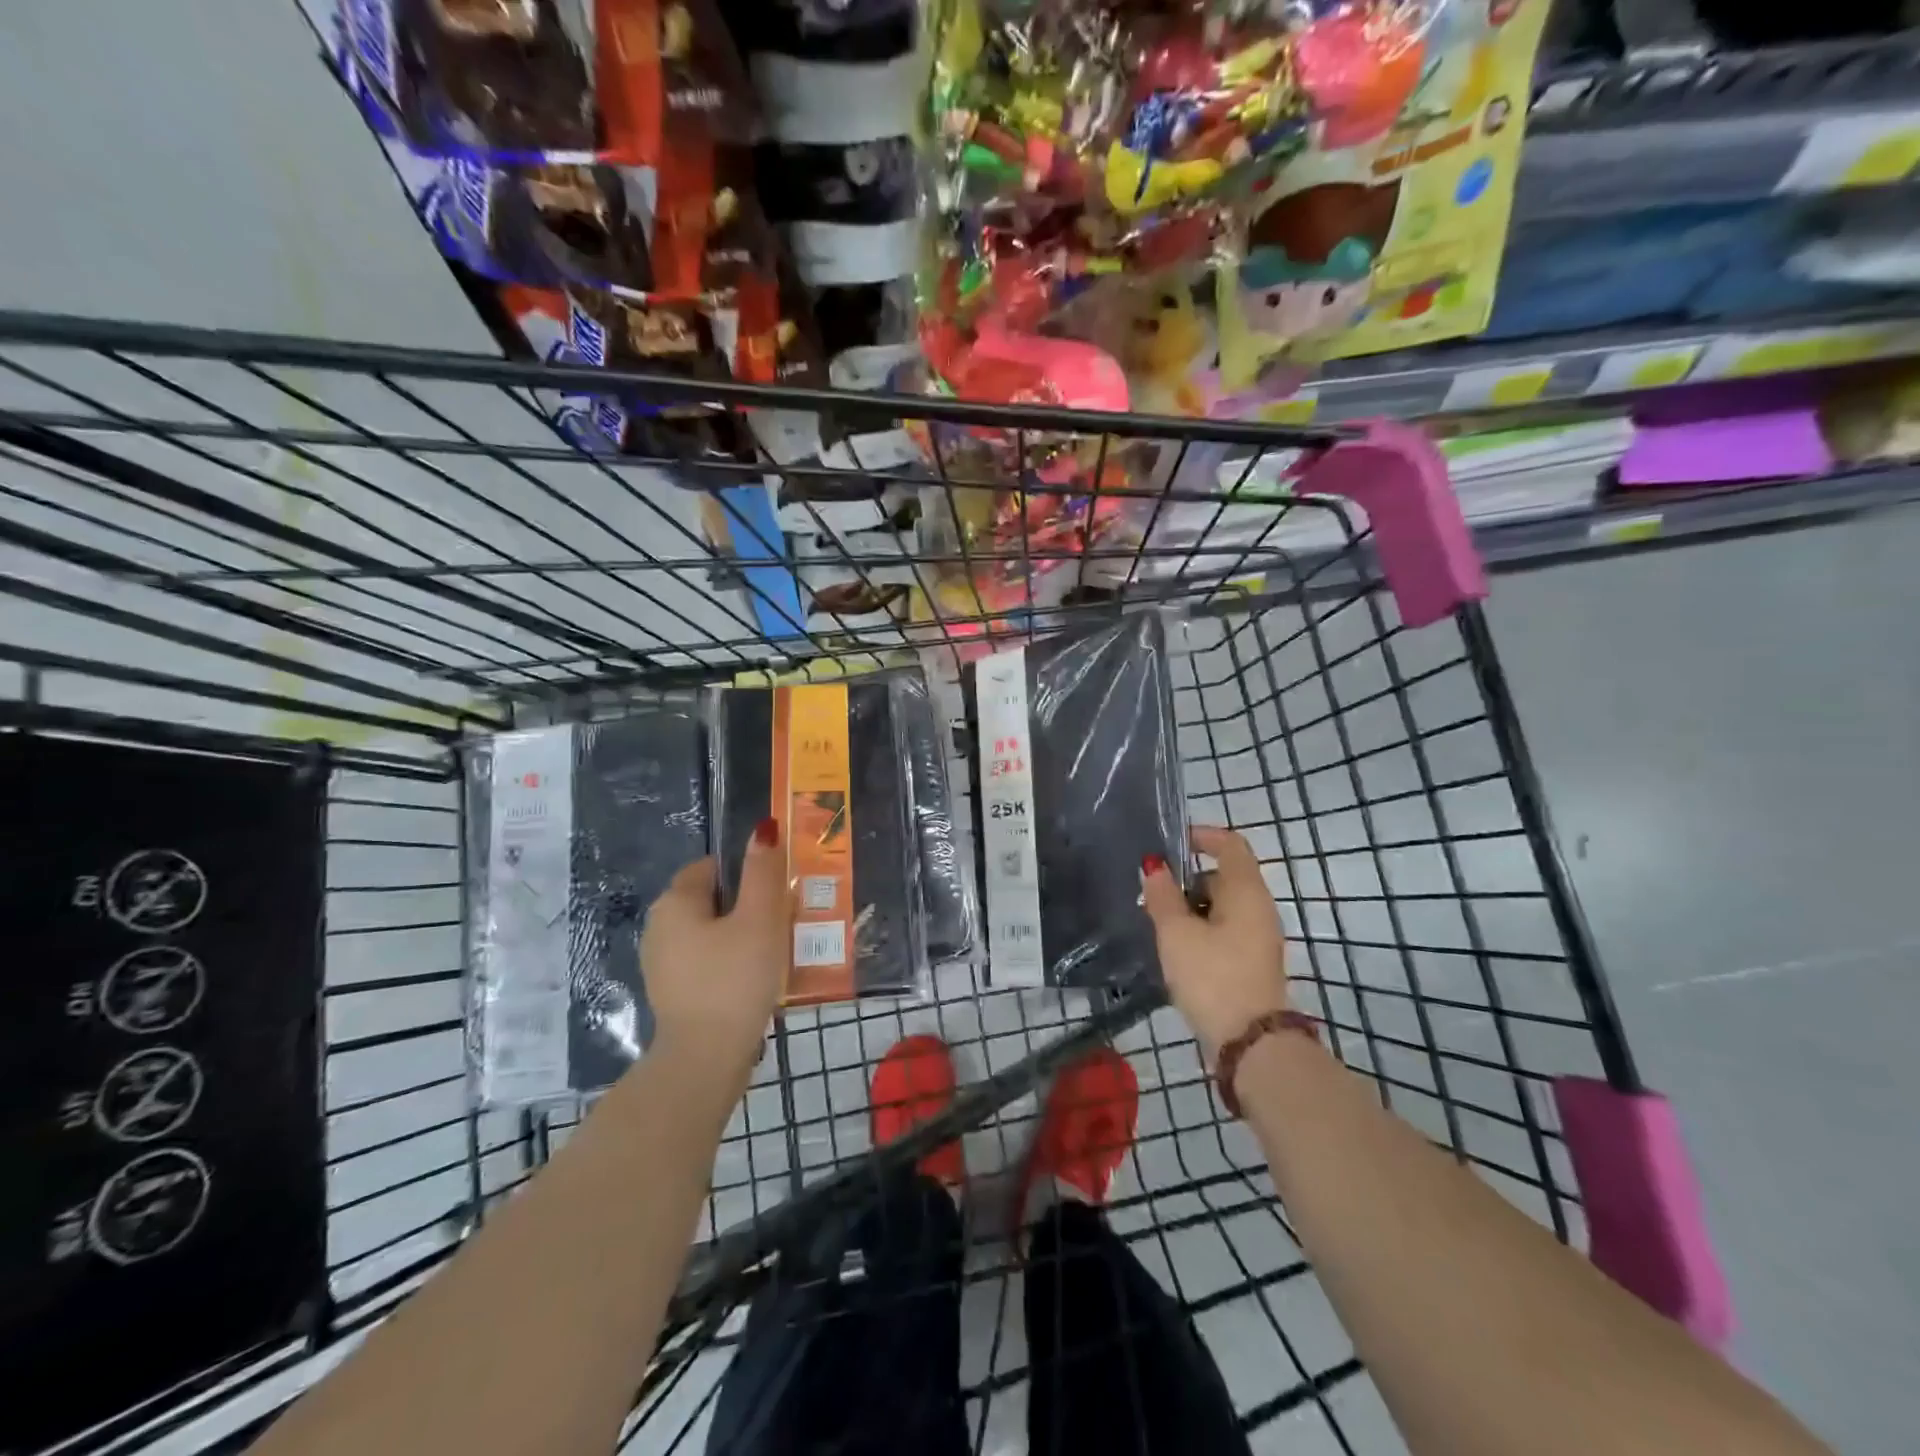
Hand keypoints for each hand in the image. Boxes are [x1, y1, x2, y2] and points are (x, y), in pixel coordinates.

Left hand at [639, 818, 786, 1076]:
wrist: (705, 1059)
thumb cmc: (734, 979)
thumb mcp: (758, 920)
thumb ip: (763, 872)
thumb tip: (763, 829)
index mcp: (674, 902)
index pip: (711, 868)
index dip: (745, 875)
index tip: (775, 894)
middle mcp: (658, 927)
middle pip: (711, 900)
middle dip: (745, 906)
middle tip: (781, 922)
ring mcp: (661, 963)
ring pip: (709, 933)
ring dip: (739, 936)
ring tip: (773, 953)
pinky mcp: (671, 992)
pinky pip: (705, 961)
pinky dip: (727, 963)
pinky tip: (752, 981)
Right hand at [1142, 825, 1288, 1062]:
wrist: (1251, 1044)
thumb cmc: (1212, 977)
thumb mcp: (1176, 933)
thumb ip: (1162, 896)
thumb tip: (1154, 866)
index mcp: (1246, 891)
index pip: (1231, 844)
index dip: (1202, 836)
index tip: (1171, 843)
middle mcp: (1260, 908)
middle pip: (1224, 875)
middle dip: (1188, 878)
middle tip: (1153, 892)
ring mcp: (1260, 937)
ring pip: (1223, 905)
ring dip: (1191, 906)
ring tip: (1158, 923)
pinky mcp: (1253, 961)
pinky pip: (1226, 929)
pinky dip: (1202, 928)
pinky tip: (1177, 948)